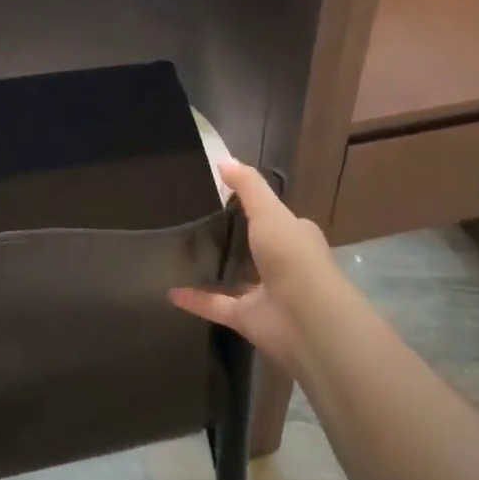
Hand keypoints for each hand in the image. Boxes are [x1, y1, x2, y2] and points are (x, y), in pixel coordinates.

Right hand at [169, 159, 342, 372]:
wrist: (307, 319)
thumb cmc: (291, 256)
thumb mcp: (269, 211)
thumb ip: (247, 186)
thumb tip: (223, 160)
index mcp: (295, 235)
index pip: (275, 217)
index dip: (255, 206)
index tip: (224, 196)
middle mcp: (283, 263)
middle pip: (255, 248)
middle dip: (234, 239)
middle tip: (196, 225)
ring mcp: (266, 293)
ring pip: (237, 279)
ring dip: (216, 271)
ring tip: (182, 257)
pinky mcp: (248, 319)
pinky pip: (217, 306)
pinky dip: (196, 300)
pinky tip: (171, 292)